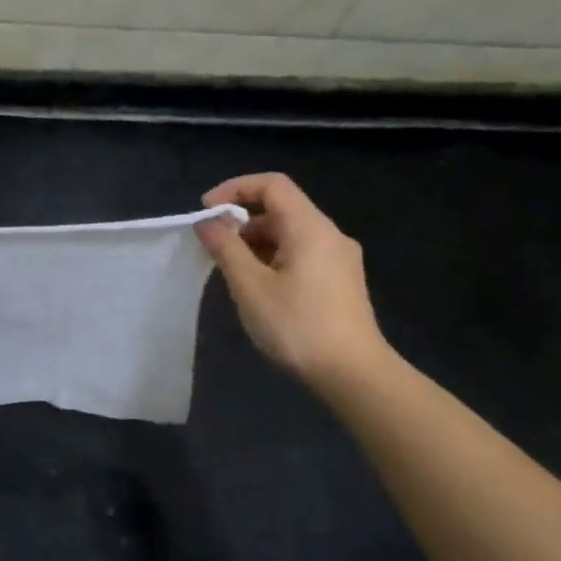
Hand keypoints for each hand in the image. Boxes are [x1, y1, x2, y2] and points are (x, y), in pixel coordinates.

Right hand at [196, 173, 389, 389]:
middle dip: (242, 222)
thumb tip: (207, 223)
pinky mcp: (342, 281)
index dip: (235, 189)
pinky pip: (302, 254)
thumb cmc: (297, 326)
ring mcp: (340, 259)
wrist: (354, 374)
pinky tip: (260, 289)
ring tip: (233, 274)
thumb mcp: (250, 286)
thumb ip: (226, 248)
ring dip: (257, 243)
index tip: (206, 212)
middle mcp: (330, 235)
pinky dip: (274, 258)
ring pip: (291, 234)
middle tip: (214, 250)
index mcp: (310, 228)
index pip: (272, 185)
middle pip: (281, 209)